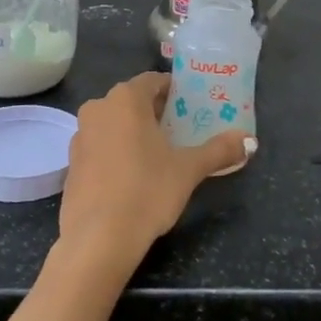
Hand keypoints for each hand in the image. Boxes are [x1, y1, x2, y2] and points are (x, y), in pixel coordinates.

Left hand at [59, 73, 253, 267]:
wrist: (98, 239)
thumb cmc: (147, 191)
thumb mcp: (189, 170)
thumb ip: (219, 150)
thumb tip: (250, 141)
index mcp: (126, 99)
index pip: (153, 81)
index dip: (174, 91)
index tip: (191, 106)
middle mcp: (98, 108)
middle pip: (132, 101)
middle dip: (156, 112)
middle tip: (181, 130)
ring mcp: (80, 136)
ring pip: (114, 123)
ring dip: (134, 132)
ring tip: (159, 153)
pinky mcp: (70, 164)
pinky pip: (100, 146)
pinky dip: (116, 152)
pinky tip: (133, 176)